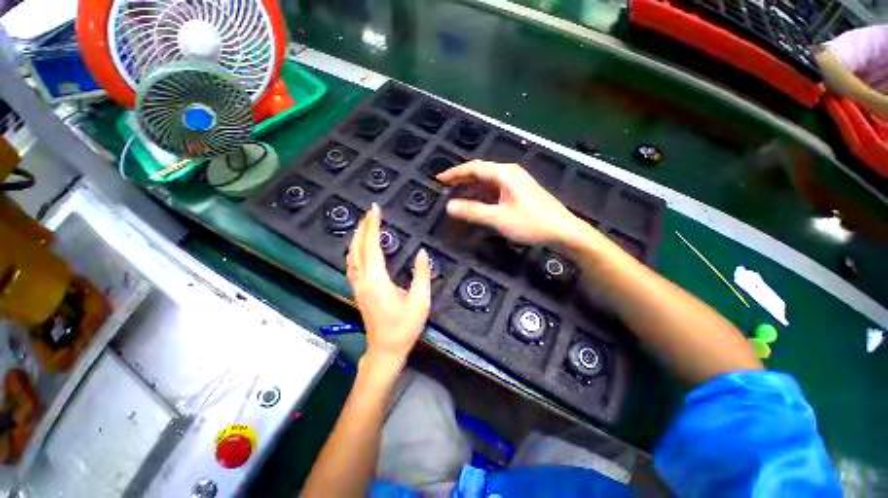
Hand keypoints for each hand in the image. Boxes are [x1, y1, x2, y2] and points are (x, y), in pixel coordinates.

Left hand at [346, 204, 430, 362]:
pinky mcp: (358, 291)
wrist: (386, 349)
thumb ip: (421, 274)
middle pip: (357, 248)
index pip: (372, 246)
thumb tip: (422, 252)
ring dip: (357, 237)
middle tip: (370, 212)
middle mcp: (363, 280)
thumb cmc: (405, 326)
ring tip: (365, 224)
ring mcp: (357, 286)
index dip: (373, 226)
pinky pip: (352, 264)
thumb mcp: (420, 300)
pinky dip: (355, 250)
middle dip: (363, 227)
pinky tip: (360, 247)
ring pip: (351, 256)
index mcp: (377, 280)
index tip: (376, 210)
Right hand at [437, 160, 584, 245]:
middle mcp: (509, 173)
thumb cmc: (530, 223)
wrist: (563, 230)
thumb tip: (449, 206)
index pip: (473, 168)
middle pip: (480, 171)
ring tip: (455, 192)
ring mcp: (515, 182)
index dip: (454, 173)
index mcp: (504, 173)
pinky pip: (495, 188)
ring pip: (488, 180)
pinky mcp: (519, 192)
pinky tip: (476, 200)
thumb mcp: (498, 218)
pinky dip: (482, 193)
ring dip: (471, 186)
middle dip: (461, 178)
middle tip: (444, 186)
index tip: (438, 179)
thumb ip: (473, 211)